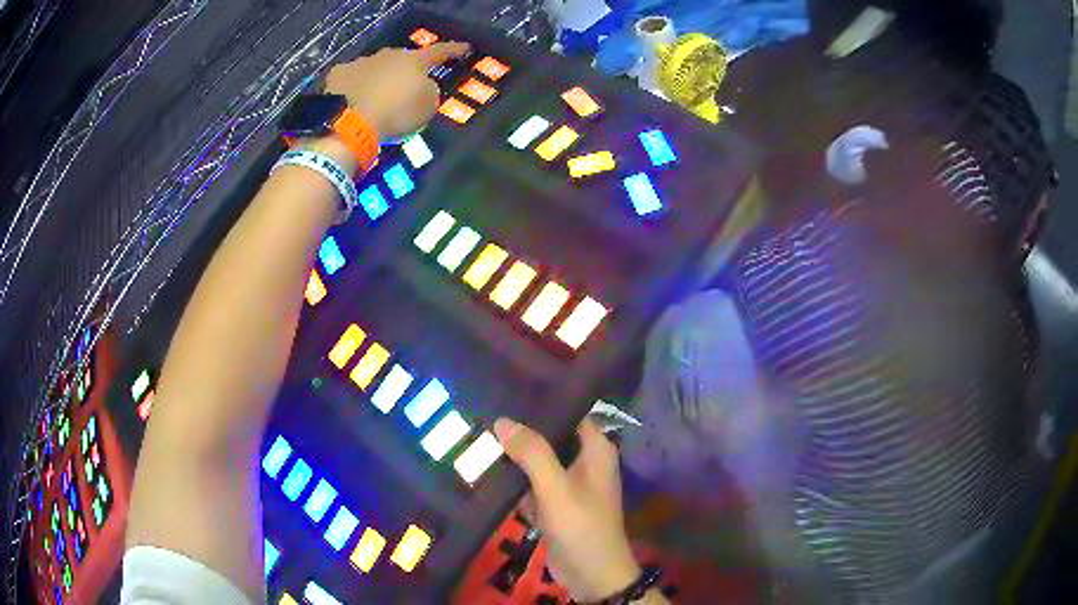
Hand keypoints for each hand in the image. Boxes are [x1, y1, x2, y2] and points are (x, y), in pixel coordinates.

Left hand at [325, 42, 469, 140]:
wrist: (348, 125)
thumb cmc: (395, 115)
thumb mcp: (426, 108)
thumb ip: (429, 92)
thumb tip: (424, 86)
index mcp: (413, 60)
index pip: (439, 52)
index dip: (453, 50)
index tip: (465, 47)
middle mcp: (387, 55)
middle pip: (402, 59)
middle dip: (407, 69)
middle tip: (409, 83)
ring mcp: (360, 62)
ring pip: (376, 67)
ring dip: (380, 77)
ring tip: (377, 96)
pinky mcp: (337, 75)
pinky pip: (352, 77)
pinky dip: (355, 85)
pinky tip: (353, 97)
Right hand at [495, 418, 641, 602]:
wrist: (590, 573)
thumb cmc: (581, 525)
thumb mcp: (555, 487)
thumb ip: (532, 453)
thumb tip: (503, 420)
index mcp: (595, 449)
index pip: (570, 411)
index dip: (543, 401)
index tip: (510, 389)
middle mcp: (585, 460)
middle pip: (551, 436)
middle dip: (522, 429)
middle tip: (486, 412)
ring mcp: (570, 483)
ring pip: (540, 460)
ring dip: (516, 454)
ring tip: (480, 433)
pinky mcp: (556, 502)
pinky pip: (534, 482)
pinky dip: (516, 477)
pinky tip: (487, 466)